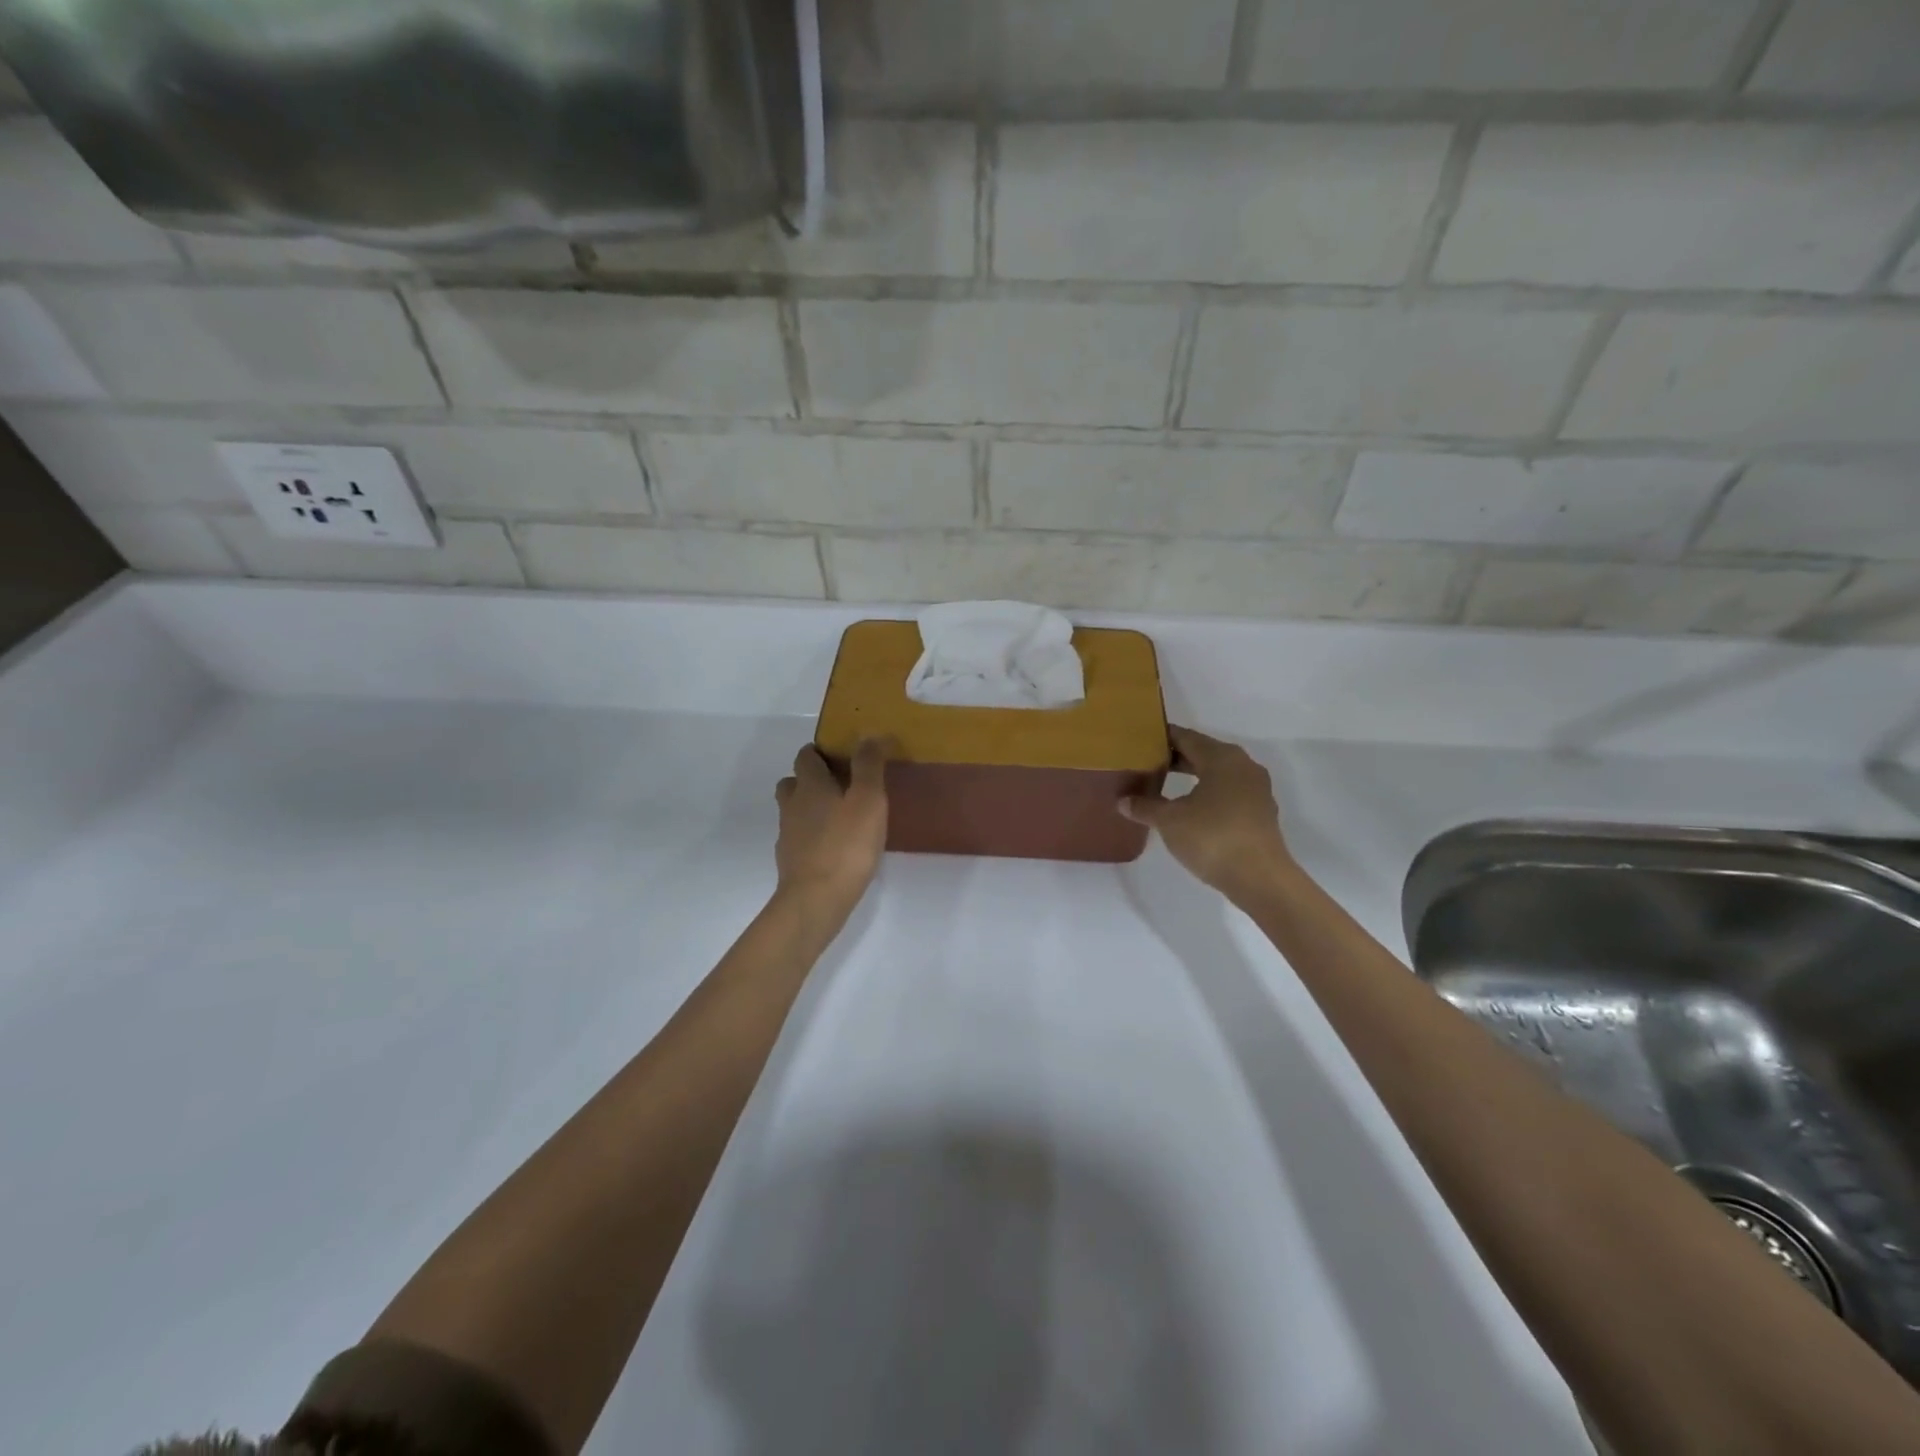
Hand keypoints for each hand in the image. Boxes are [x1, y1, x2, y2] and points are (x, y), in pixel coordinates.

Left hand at [774, 739, 890, 912]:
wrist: (816, 900)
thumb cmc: (846, 845)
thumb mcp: (869, 800)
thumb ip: (868, 766)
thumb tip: (867, 734)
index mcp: (810, 785)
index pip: (806, 756)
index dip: (820, 752)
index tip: (842, 756)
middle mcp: (793, 805)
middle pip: (793, 782)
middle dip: (812, 779)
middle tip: (841, 785)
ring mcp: (788, 834)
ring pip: (794, 810)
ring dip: (810, 808)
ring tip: (839, 816)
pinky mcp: (791, 861)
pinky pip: (799, 838)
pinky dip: (812, 835)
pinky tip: (834, 846)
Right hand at [1122, 726, 1291, 897]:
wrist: (1260, 878)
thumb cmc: (1212, 838)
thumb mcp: (1169, 821)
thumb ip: (1145, 807)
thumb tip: (1123, 801)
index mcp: (1222, 757)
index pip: (1186, 737)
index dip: (1162, 738)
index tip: (1140, 742)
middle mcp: (1243, 766)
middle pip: (1203, 753)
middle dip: (1175, 758)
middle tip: (1146, 764)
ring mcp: (1256, 790)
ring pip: (1217, 774)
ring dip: (1192, 777)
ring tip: (1163, 786)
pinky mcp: (1260, 813)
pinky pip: (1228, 792)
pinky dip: (1208, 794)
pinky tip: (1189, 810)